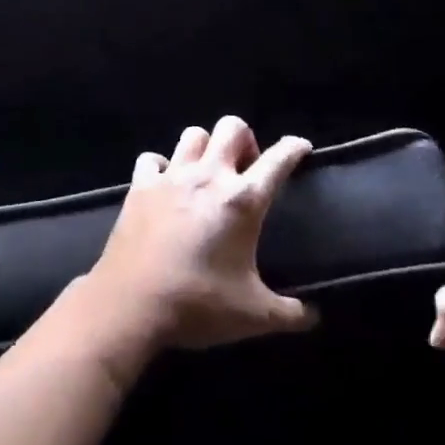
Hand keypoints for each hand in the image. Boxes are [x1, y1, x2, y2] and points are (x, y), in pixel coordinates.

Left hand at [60, 116, 317, 373]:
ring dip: (206, 147)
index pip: (278, 159)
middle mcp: (208, 177)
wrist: (131, 305)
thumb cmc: (198, 305)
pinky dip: (161, 166)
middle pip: (231, 128)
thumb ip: (290, 313)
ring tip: (208, 172)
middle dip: (246, 140)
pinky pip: (151, 159)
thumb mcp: (254, 316)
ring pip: (193, 135)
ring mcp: (170, 178)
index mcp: (242, 200)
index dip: (294, 148)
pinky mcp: (138, 188)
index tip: (301, 148)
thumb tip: (313, 316)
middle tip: (246, 168)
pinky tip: (165, 185)